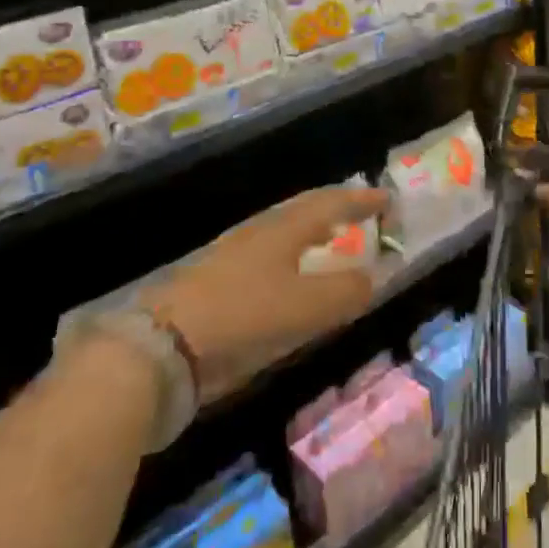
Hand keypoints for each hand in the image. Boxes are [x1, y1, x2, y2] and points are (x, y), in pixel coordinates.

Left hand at [144, 186, 384, 401]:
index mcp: (284, 229)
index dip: (360, 201)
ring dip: (312, 232)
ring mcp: (233, 256)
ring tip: (330, 239)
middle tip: (359, 213)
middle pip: (303, 211)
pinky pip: (268, 257)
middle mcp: (259, 233)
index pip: (330, 204)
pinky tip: (289, 280)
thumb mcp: (305, 309)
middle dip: (334, 210)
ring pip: (283, 233)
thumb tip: (374, 276)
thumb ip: (345, 292)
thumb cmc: (243, 318)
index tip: (386, 199)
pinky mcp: (216, 284)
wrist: (161, 348)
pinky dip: (291, 257)